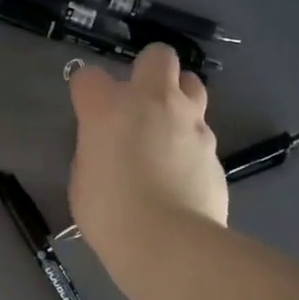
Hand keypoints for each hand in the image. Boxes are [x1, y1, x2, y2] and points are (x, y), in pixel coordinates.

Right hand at [68, 44, 226, 264]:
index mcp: (108, 108)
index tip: (86, 109)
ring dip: (178, 98)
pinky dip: (190, 142)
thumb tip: (109, 146)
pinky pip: (202, 131)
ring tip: (167, 128)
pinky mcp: (215, 148)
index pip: (88, 76)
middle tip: (138, 101)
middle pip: (157, 56)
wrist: (169, 243)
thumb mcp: (83, 178)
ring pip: (192, 84)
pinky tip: (182, 171)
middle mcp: (153, 102)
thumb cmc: (109, 213)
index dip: (86, 91)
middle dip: (147, 70)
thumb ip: (95, 149)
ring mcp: (191, 122)